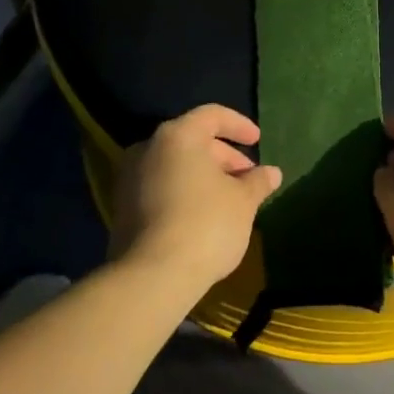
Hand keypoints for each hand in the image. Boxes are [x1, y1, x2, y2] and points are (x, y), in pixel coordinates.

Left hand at [111, 105, 281, 291]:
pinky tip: (203, 216)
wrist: (151, 278)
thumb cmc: (205, 224)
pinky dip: (183, 192)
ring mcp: (129, 179)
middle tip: (247, 178)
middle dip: (223, 156)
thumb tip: (271, 173)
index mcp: (177, 136)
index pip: (212, 115)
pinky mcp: (121, 209)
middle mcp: (148, 148)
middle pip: (192, 140)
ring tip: (229, 199)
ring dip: (203, 176)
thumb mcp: (243, 201)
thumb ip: (257, 181)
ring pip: (175, 165)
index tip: (258, 141)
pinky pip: (159, 187)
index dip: (239, 125)